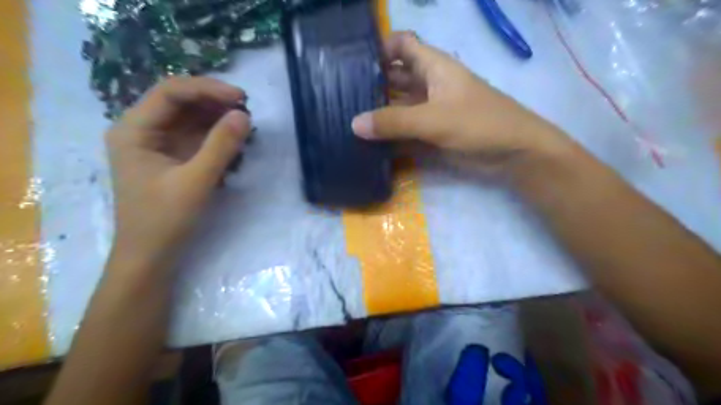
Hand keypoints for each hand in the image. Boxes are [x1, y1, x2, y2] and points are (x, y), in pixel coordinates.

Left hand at [106, 76, 250, 270]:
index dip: (207, 89)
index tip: (240, 97)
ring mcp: (158, 144)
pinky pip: (196, 136)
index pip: (171, 92)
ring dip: (217, 118)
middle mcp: (143, 130)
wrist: (151, 255)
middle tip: (246, 110)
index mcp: (134, 130)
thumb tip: (244, 115)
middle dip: (214, 102)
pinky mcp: (172, 157)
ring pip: (190, 118)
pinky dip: (216, 135)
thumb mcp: (196, 181)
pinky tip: (234, 140)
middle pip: (180, 101)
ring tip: (244, 124)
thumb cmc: (165, 219)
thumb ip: (221, 146)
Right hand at [352, 32, 571, 169]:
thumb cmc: (479, 123)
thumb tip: (354, 124)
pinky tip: (369, 140)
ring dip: (379, 110)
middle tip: (341, 94)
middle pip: (396, 76)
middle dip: (372, 82)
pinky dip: (390, 132)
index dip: (380, 47)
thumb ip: (394, 121)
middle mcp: (429, 84)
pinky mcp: (433, 131)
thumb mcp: (434, 119)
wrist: (513, 153)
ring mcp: (431, 109)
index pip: (403, 44)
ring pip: (399, 104)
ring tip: (347, 117)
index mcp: (434, 67)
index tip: (353, 61)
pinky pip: (406, 127)